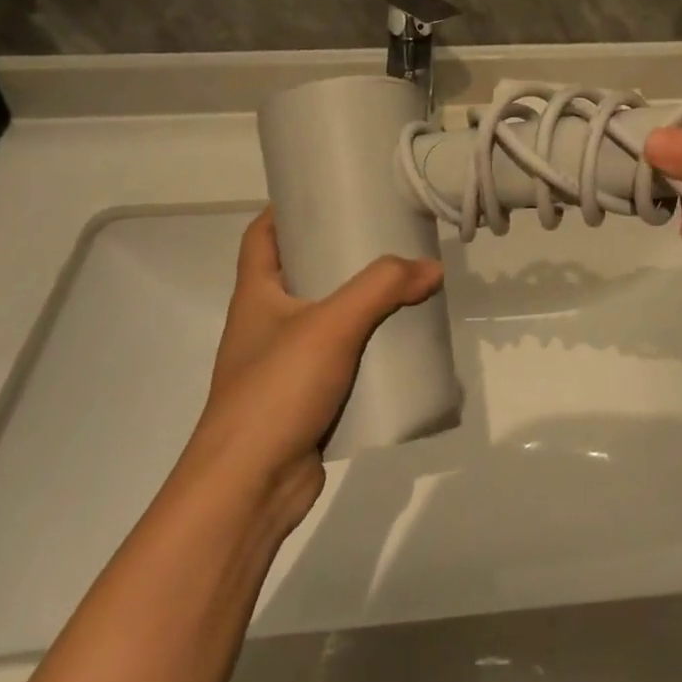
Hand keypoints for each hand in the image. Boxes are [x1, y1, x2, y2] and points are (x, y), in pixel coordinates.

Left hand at [185, 210, 442, 530]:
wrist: (249, 489)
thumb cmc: (277, 390)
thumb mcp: (332, 325)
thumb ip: (383, 288)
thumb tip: (431, 268)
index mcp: (255, 295)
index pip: (260, 235)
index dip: (286, 208)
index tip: (326, 192)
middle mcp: (264, 325)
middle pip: (299, 273)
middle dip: (338, 254)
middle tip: (384, 237)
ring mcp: (283, 365)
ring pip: (325, 319)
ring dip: (358, 303)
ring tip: (401, 285)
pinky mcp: (304, 399)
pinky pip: (340, 359)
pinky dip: (366, 348)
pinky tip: (399, 344)